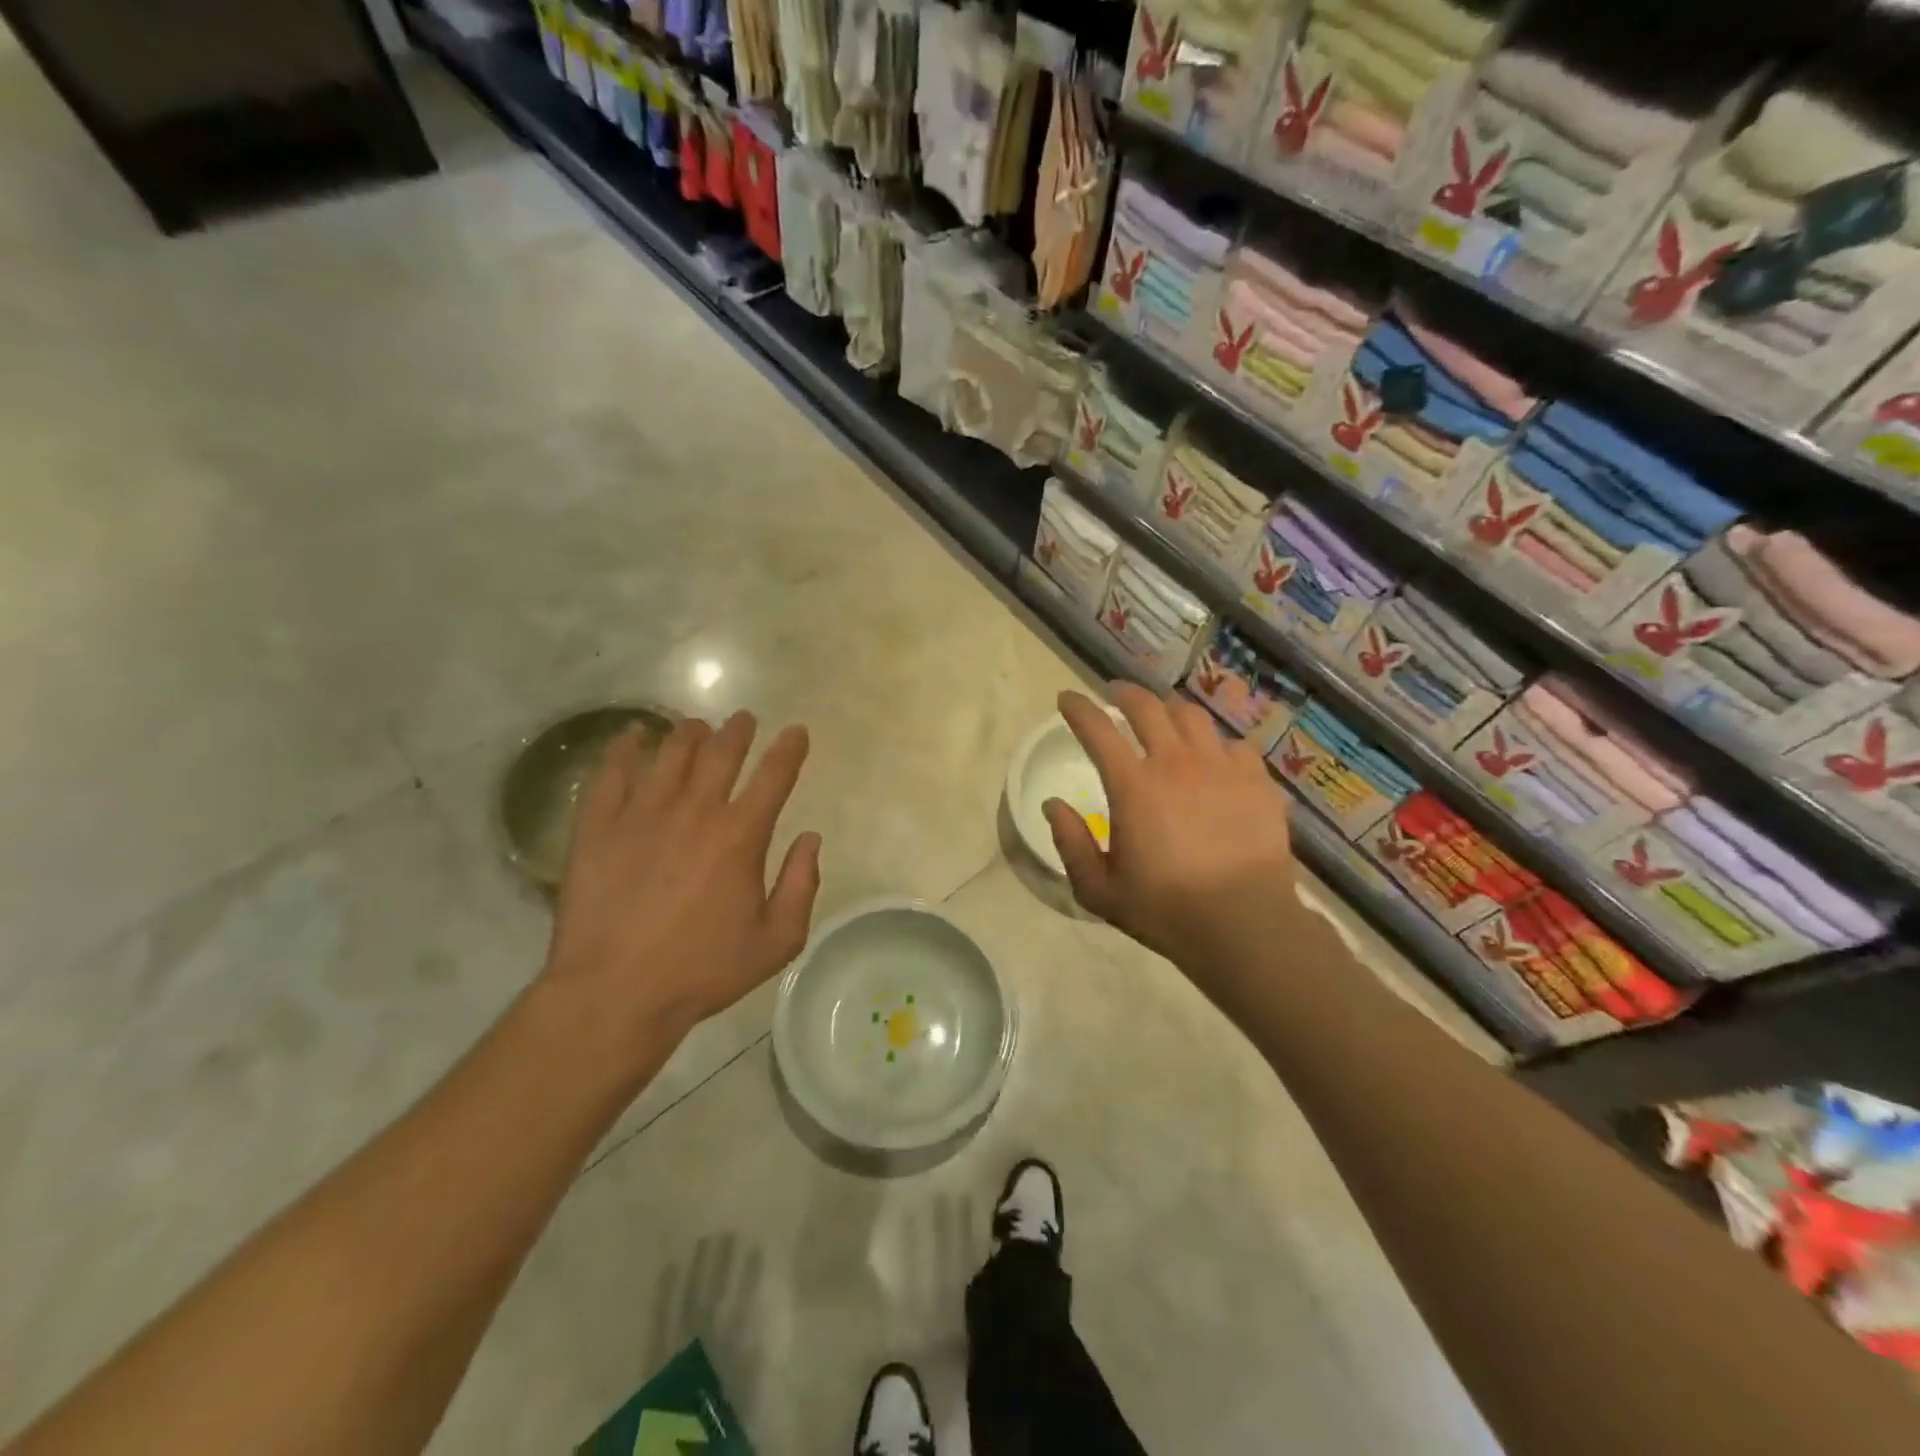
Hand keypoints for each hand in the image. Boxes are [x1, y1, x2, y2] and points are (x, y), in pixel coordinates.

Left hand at [542, 712, 821, 1052]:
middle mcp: (695, 811)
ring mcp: (642, 814)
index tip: (796, 732)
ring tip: (695, 726)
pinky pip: (610, 773)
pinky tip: (631, 737)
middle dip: (738, 731)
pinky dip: (624, 749)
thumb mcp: (776, 941)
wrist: (615, 993)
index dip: (789, 749)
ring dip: (688, 733)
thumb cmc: (702, 971)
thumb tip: (810, 839)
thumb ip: (801, 885)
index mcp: (740, 836)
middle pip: (721, 752)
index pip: (774, 776)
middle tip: (743, 720)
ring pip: (669, 753)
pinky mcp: (597, 827)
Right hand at [1044, 685, 1296, 977]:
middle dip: (1125, 693)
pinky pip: (1235, 745)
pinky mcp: (1257, 782)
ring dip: (1170, 710)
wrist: (1244, 924)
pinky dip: (1216, 745)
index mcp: (1133, 785)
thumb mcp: (1099, 889)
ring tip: (1164, 716)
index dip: (1078, 708)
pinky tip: (1215, 758)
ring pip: (1192, 717)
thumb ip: (1071, 843)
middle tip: (1115, 695)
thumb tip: (1052, 805)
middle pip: (1148, 707)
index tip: (1066, 698)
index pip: (1097, 729)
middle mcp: (1176, 763)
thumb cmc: (1165, 909)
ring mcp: (1222, 768)